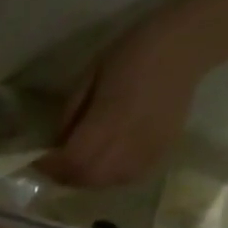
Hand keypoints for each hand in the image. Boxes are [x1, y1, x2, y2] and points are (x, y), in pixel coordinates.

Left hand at [42, 16, 212, 189]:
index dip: (49, 165)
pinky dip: (107, 176)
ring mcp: (143, 156)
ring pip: (101, 183)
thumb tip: (57, 142)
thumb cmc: (134, 51)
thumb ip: (70, 114)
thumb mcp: (89, 76)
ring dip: (85, 177)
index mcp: (106, 124)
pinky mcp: (157, 157)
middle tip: (56, 163)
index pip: (68, 162)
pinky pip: (122, 179)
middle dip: (64, 174)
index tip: (39, 158)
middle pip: (83, 178)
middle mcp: (124, 148)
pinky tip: (106, 160)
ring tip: (79, 162)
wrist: (188, 44)